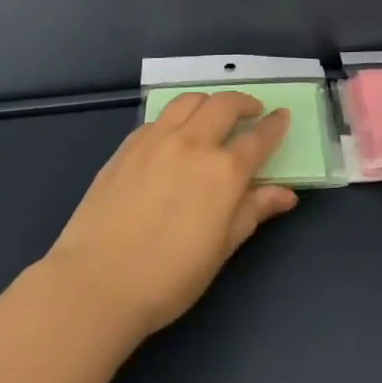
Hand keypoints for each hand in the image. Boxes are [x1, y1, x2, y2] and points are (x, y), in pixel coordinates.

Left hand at [42, 91, 299, 340]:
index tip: (282, 116)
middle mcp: (192, 143)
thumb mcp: (220, 250)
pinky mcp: (128, 145)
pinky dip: (176, 117)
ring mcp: (156, 139)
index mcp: (223, 171)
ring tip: (213, 114)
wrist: (97, 282)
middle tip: (251, 111)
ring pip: (189, 100)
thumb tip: (285, 194)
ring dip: (209, 101)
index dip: (274, 126)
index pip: (258, 139)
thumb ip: (252, 212)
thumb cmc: (168, 278)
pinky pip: (159, 117)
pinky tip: (173, 135)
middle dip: (244, 102)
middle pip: (224, 105)